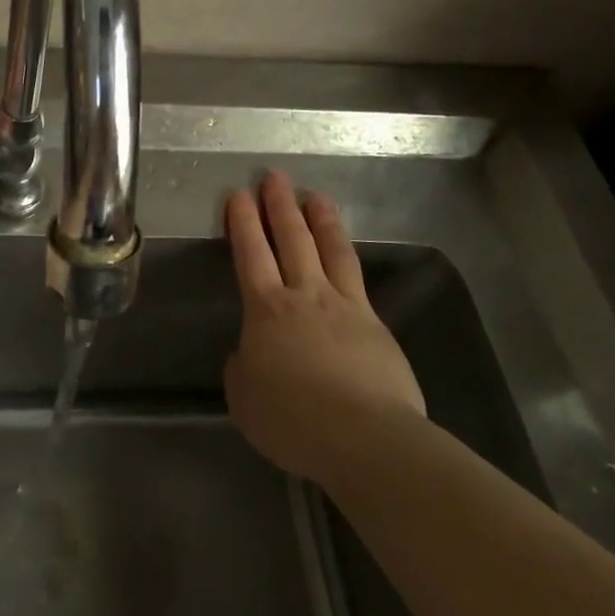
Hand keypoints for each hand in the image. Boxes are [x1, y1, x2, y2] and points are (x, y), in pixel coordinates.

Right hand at [223, 171, 426, 482]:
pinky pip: (358, 279)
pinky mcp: (376, 324)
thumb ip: (242, 368)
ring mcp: (346, 306)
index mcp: (266, 309)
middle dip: (280, 206)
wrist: (366, 438)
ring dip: (321, 220)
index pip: (250, 253)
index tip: (238, 194)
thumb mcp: (244, 398)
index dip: (243, 222)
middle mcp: (305, 295)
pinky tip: (346, 254)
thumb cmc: (293, 419)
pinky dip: (347, 258)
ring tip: (315, 196)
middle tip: (275, 177)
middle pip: (292, 239)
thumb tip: (250, 353)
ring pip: (331, 250)